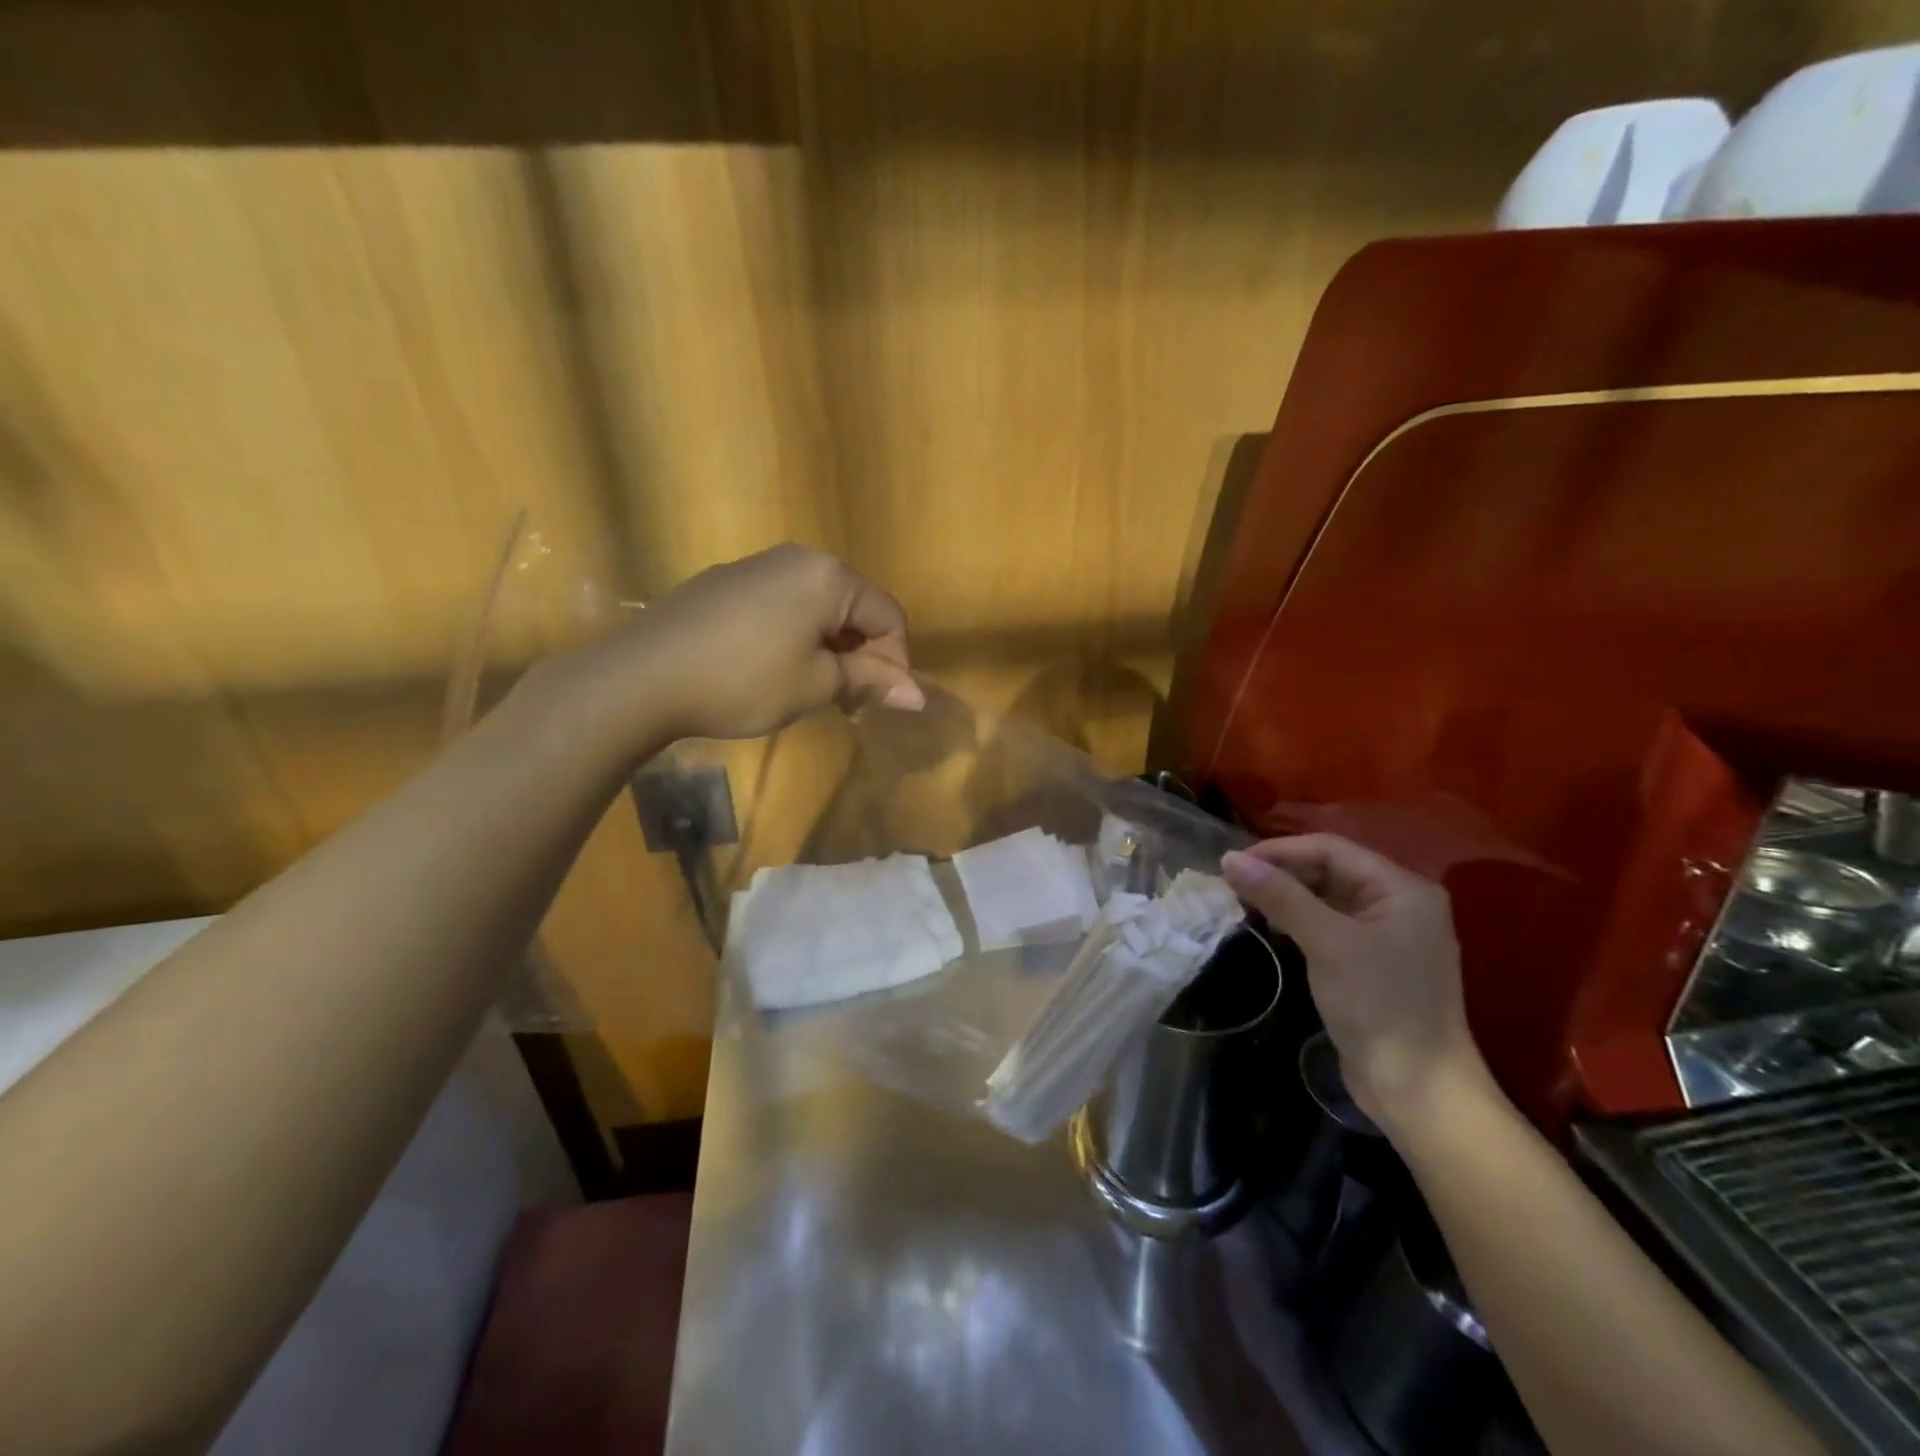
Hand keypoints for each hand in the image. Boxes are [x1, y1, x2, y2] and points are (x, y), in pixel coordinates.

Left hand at [586, 545, 923, 742]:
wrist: (644, 677)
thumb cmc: (745, 681)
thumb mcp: (816, 685)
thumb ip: (871, 681)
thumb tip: (919, 695)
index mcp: (829, 576)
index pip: (888, 616)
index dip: (894, 663)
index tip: (878, 703)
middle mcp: (798, 558)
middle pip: (853, 608)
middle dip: (860, 657)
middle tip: (845, 703)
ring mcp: (756, 566)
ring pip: (817, 608)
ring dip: (827, 649)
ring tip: (809, 690)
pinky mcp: (725, 582)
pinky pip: (781, 606)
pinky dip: (793, 637)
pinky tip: (770, 669)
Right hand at [1220, 834, 1487, 1131]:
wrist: (1419, 1092)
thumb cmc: (1379, 1006)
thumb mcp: (1327, 943)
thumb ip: (1280, 896)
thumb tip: (1229, 859)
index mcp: (1402, 889)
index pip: (1331, 849)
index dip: (1279, 851)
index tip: (1233, 864)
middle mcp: (1400, 904)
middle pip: (1330, 870)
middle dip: (1281, 872)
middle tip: (1232, 883)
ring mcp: (1389, 935)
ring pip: (1328, 898)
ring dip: (1287, 896)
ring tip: (1244, 901)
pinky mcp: (1374, 963)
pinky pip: (1331, 925)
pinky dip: (1299, 920)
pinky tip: (1272, 928)